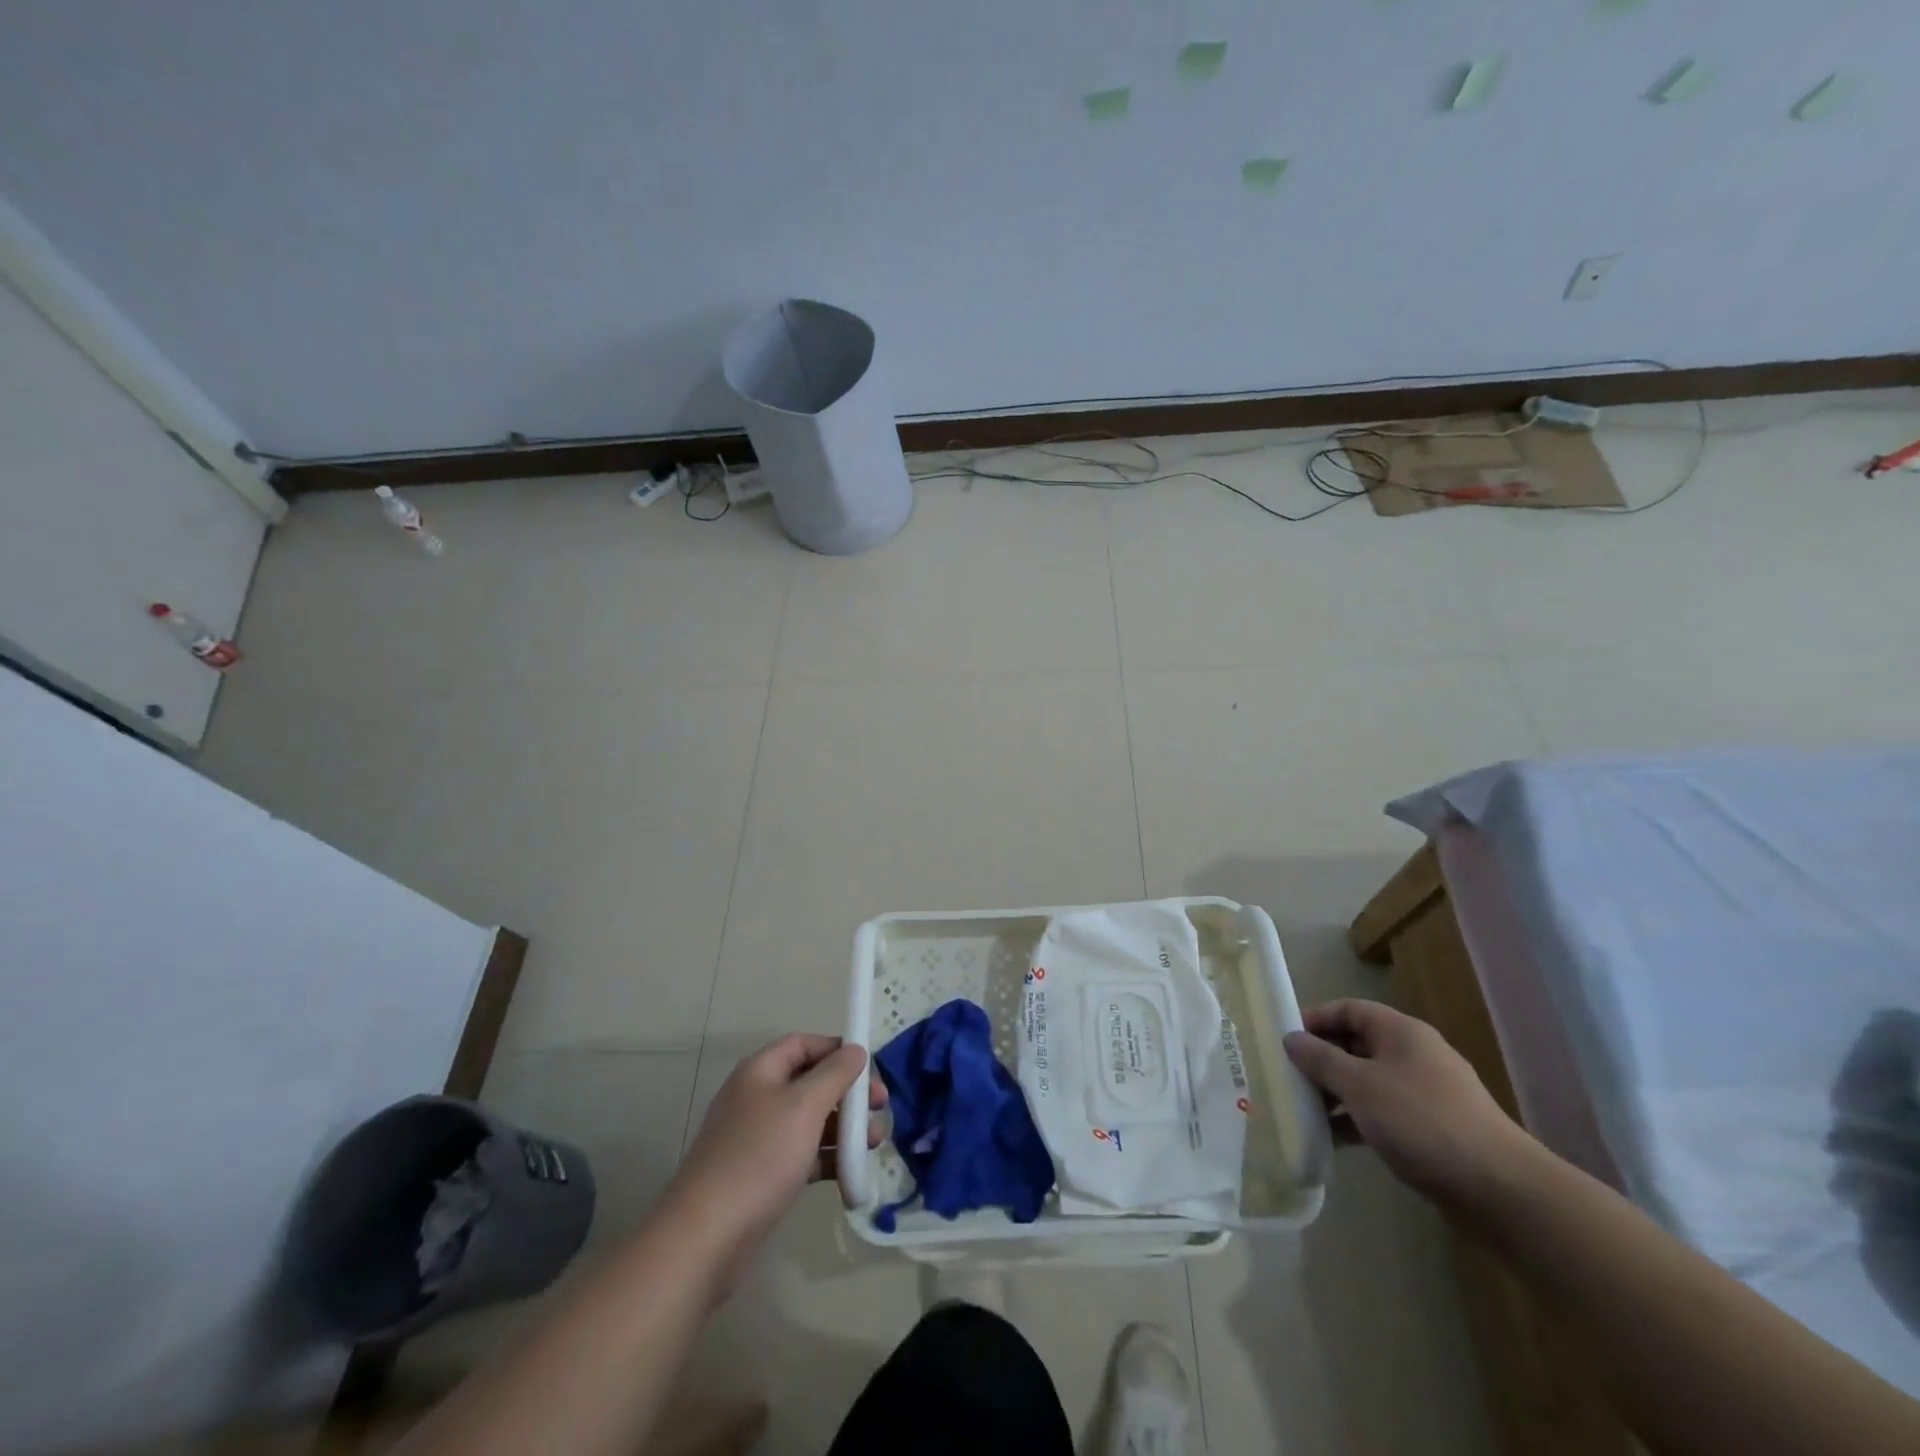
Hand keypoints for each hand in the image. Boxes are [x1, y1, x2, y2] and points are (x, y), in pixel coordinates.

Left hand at [665, 1034, 885, 1284]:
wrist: (707, 1237)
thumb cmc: (759, 1157)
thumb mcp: (804, 1106)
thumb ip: (834, 1074)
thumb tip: (855, 1050)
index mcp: (760, 1072)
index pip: (803, 1044)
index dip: (836, 1049)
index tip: (869, 1066)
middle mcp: (757, 1098)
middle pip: (810, 1082)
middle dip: (848, 1092)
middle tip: (880, 1106)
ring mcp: (758, 1138)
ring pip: (810, 1120)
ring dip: (844, 1126)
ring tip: (875, 1141)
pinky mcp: (762, 1175)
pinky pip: (803, 1154)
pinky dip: (828, 1157)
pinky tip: (852, 1171)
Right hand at [1284, 999, 1535, 1211]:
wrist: (1501, 1191)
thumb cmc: (1421, 1121)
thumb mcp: (1359, 1085)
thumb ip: (1320, 1059)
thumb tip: (1291, 1038)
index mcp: (1400, 1032)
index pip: (1348, 1009)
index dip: (1315, 1019)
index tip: (1285, 1040)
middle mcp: (1415, 1054)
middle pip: (1357, 1045)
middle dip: (1321, 1060)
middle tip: (1288, 1078)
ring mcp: (1426, 1093)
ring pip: (1369, 1082)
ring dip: (1337, 1094)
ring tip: (1305, 1112)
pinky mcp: (1433, 1129)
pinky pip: (1384, 1113)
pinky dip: (1358, 1121)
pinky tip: (1334, 1140)